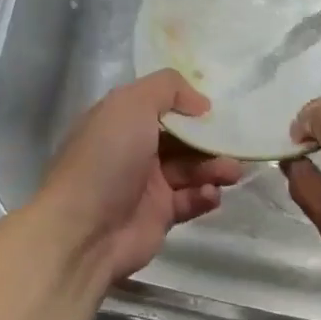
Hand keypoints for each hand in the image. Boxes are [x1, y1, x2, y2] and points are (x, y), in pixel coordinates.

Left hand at [36, 70, 243, 284]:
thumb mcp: (131, 104)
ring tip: (231, 172)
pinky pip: (190, 200)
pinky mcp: (160, 216)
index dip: (189, 107)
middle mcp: (133, 151)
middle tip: (235, 146)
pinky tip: (209, 195)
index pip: (160, 107)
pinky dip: (204, 195)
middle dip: (210, 141)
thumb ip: (168, 89)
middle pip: (182, 140)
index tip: (216, 110)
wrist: (85, 230)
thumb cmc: (107, 160)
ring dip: (214, 168)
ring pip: (191, 170)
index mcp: (120, 122)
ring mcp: (146, 186)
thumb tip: (200, 103)